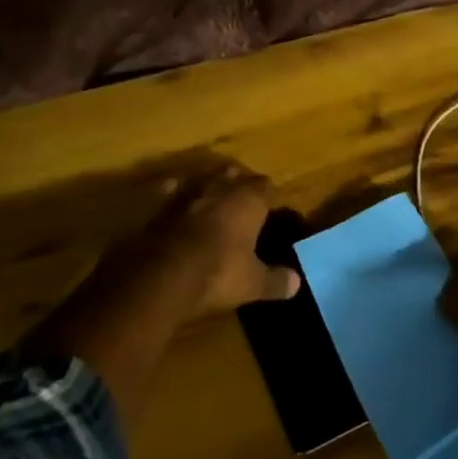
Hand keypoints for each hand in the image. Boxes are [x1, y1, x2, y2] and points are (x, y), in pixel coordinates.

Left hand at [139, 167, 300, 315]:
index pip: (267, 187)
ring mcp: (188, 191)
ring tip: (213, 194)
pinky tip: (175, 196)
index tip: (272, 206)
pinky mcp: (160, 202)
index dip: (270, 196)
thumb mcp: (253, 283)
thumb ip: (275, 281)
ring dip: (209, 184)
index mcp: (249, 200)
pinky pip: (171, 188)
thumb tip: (297, 283)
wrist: (162, 274)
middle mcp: (220, 187)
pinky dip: (175, 192)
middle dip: (240, 183)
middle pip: (235, 175)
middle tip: (243, 197)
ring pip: (204, 177)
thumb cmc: (218, 273)